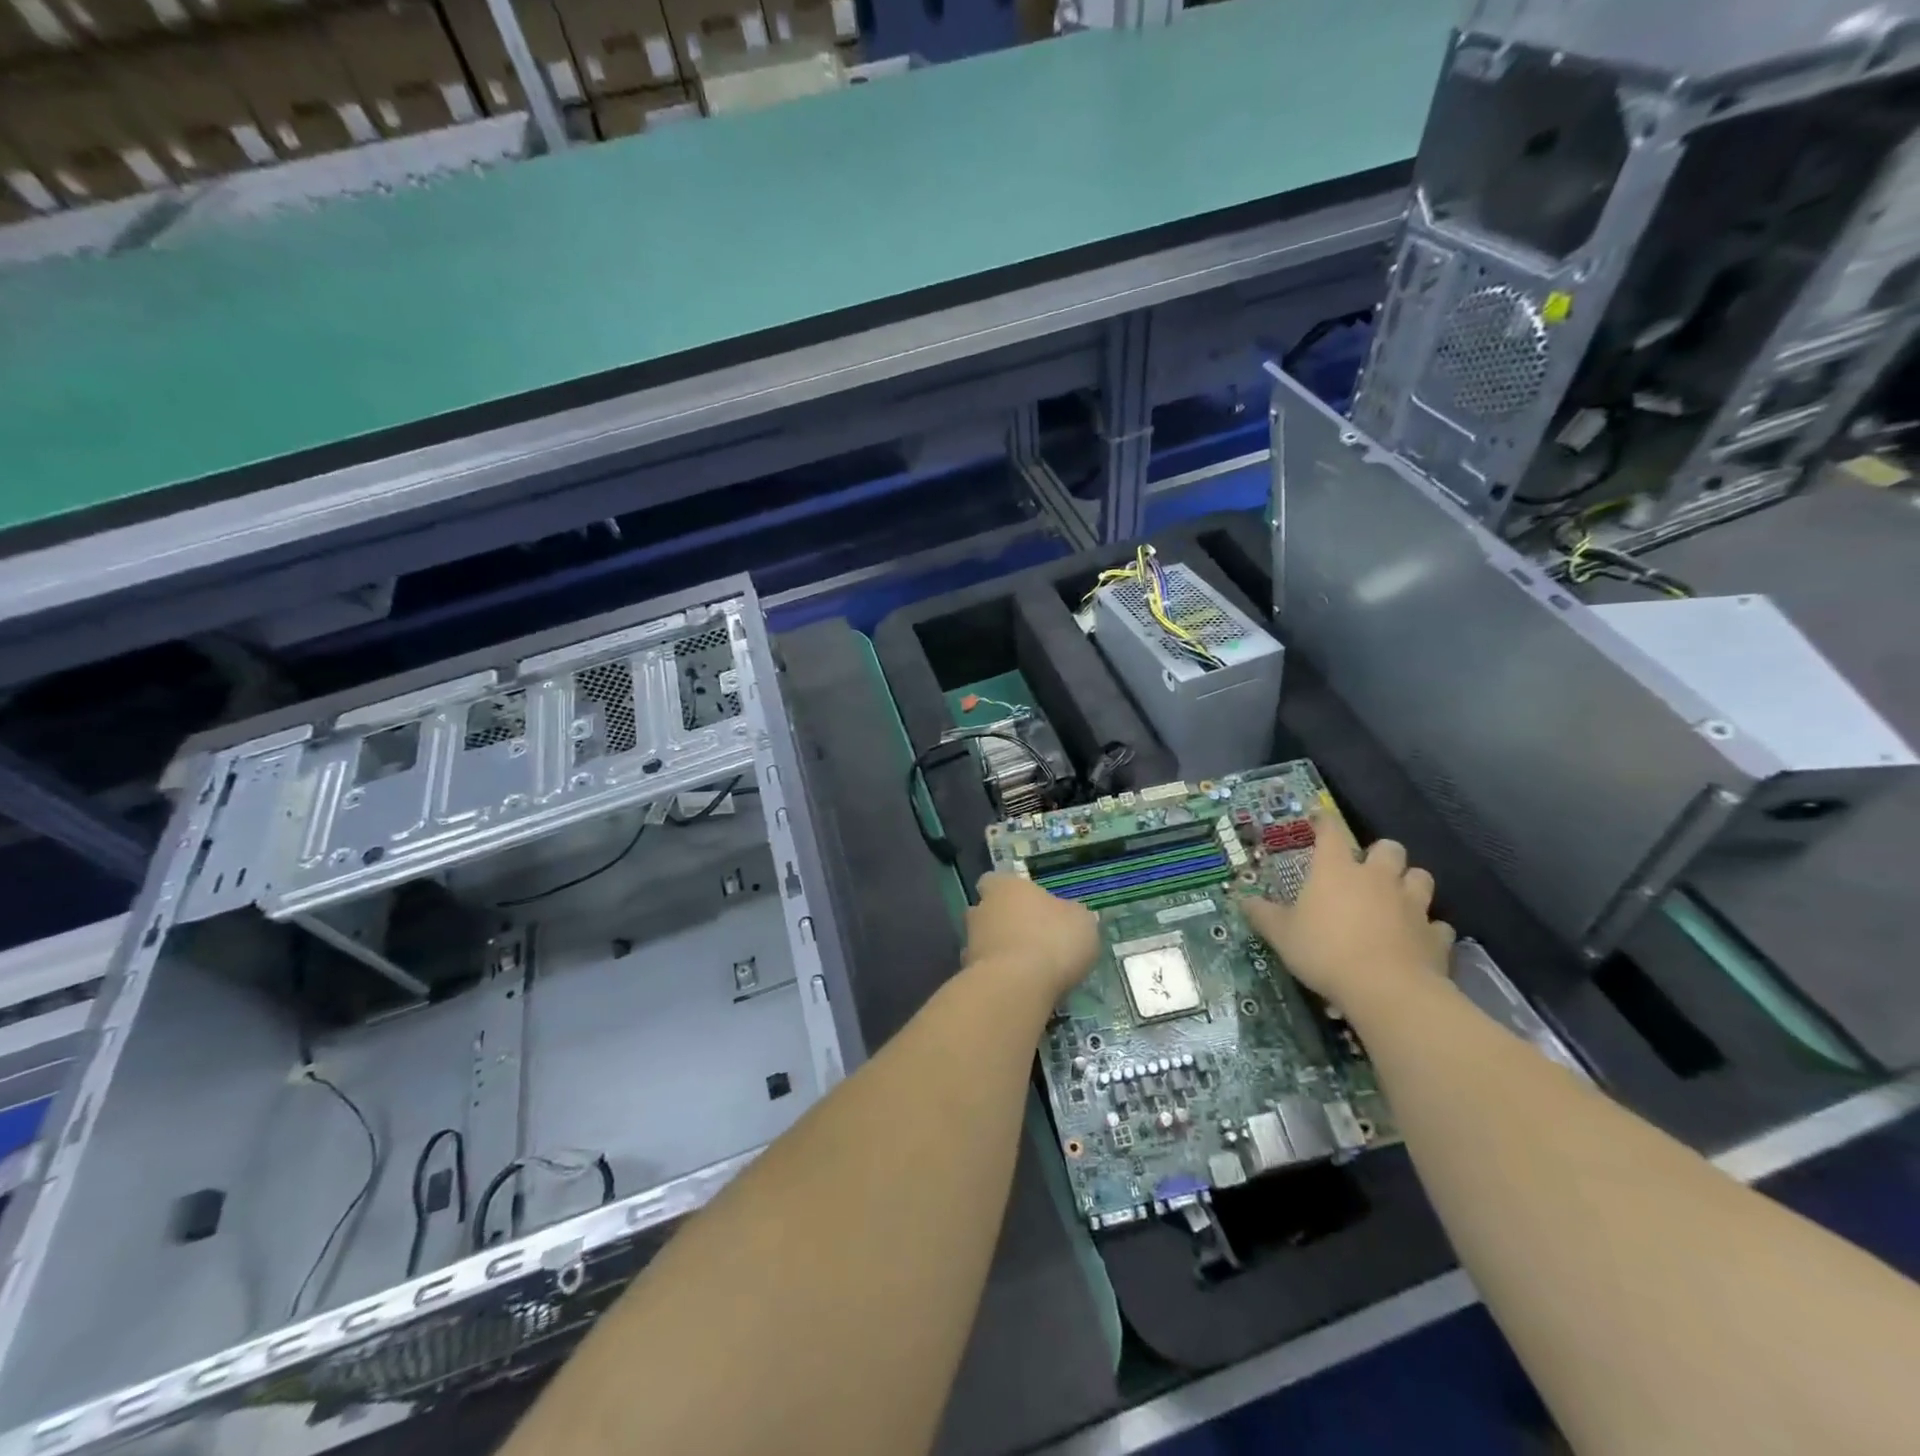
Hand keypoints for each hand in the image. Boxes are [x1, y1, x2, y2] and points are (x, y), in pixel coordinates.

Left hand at [965, 873, 1099, 1001]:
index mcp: (1005, 887)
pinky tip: (1020, 989)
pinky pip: (985, 972)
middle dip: (1004, 923)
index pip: (995, 880)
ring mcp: (970, 943)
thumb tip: (1069, 916)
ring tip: (1029, 970)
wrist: (1017, 987)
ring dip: (1000, 952)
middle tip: (1031, 939)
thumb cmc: (1053, 940)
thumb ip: (1072, 915)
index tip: (1027, 904)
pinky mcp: (968, 974)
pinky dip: (999, 978)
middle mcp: (981, 909)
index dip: (1009, 892)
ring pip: (984, 942)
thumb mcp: (1081, 922)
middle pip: (988, 911)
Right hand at [1239, 812, 1454, 1018]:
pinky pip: (1437, 924)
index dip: (1324, 822)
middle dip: (1380, 854)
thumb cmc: (1324, 952)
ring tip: (1397, 898)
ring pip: (1420, 877)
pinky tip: (1417, 939)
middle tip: (1366, 870)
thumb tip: (1244, 900)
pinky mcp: (1435, 935)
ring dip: (1409, 883)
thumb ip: (1264, 915)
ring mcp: (1411, 905)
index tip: (1319, 819)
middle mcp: (1377, 878)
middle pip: (1388, 848)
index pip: (1330, 831)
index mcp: (1336, 870)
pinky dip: (1428, 928)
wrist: (1386, 989)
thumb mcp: (1281, 935)